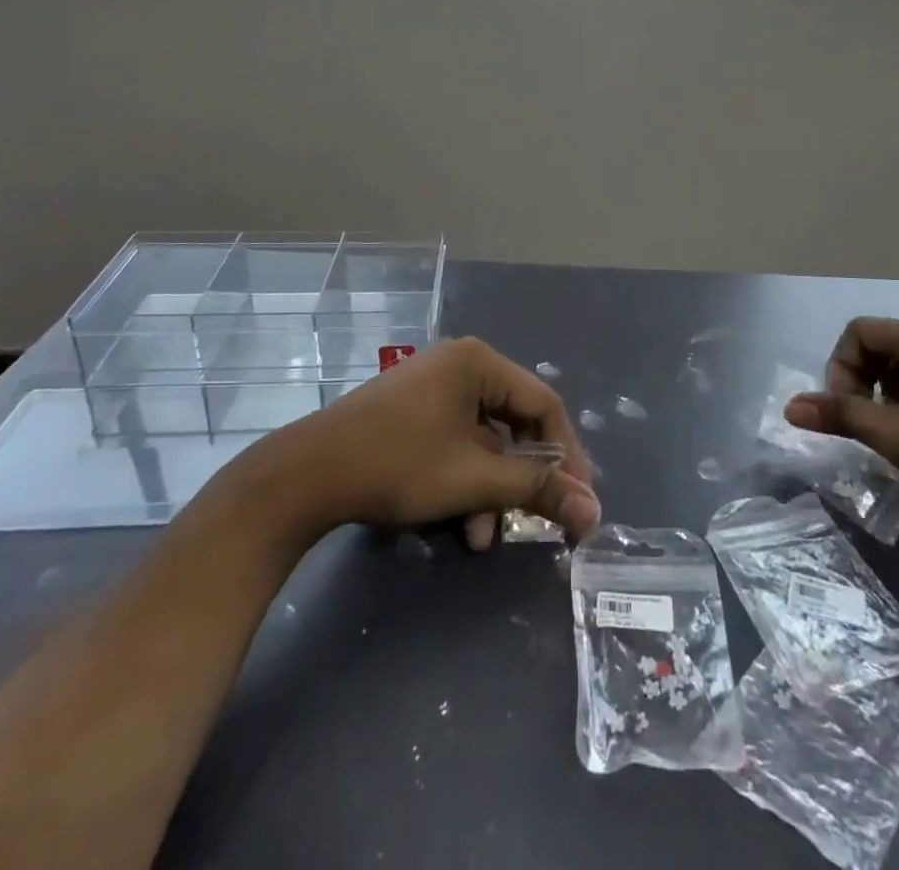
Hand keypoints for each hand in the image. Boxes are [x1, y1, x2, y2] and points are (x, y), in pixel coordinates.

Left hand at [281, 337, 600, 549]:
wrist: (304, 476)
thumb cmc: (399, 464)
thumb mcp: (474, 479)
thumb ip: (537, 490)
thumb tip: (595, 511)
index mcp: (479, 362)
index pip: (544, 404)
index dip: (566, 455)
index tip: (579, 499)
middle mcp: (459, 364)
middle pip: (513, 422)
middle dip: (523, 478)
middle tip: (541, 516)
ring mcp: (431, 387)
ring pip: (483, 439)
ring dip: (491, 488)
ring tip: (484, 535)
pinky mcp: (410, 412)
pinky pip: (456, 442)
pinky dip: (464, 480)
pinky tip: (460, 523)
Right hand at [784, 319, 898, 525]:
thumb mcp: (893, 436)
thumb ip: (840, 415)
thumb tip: (791, 407)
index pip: (859, 331)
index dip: (840, 367)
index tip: (847, 408)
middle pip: (884, 343)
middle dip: (863, 379)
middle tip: (866, 421)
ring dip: (889, 390)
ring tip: (896, 431)